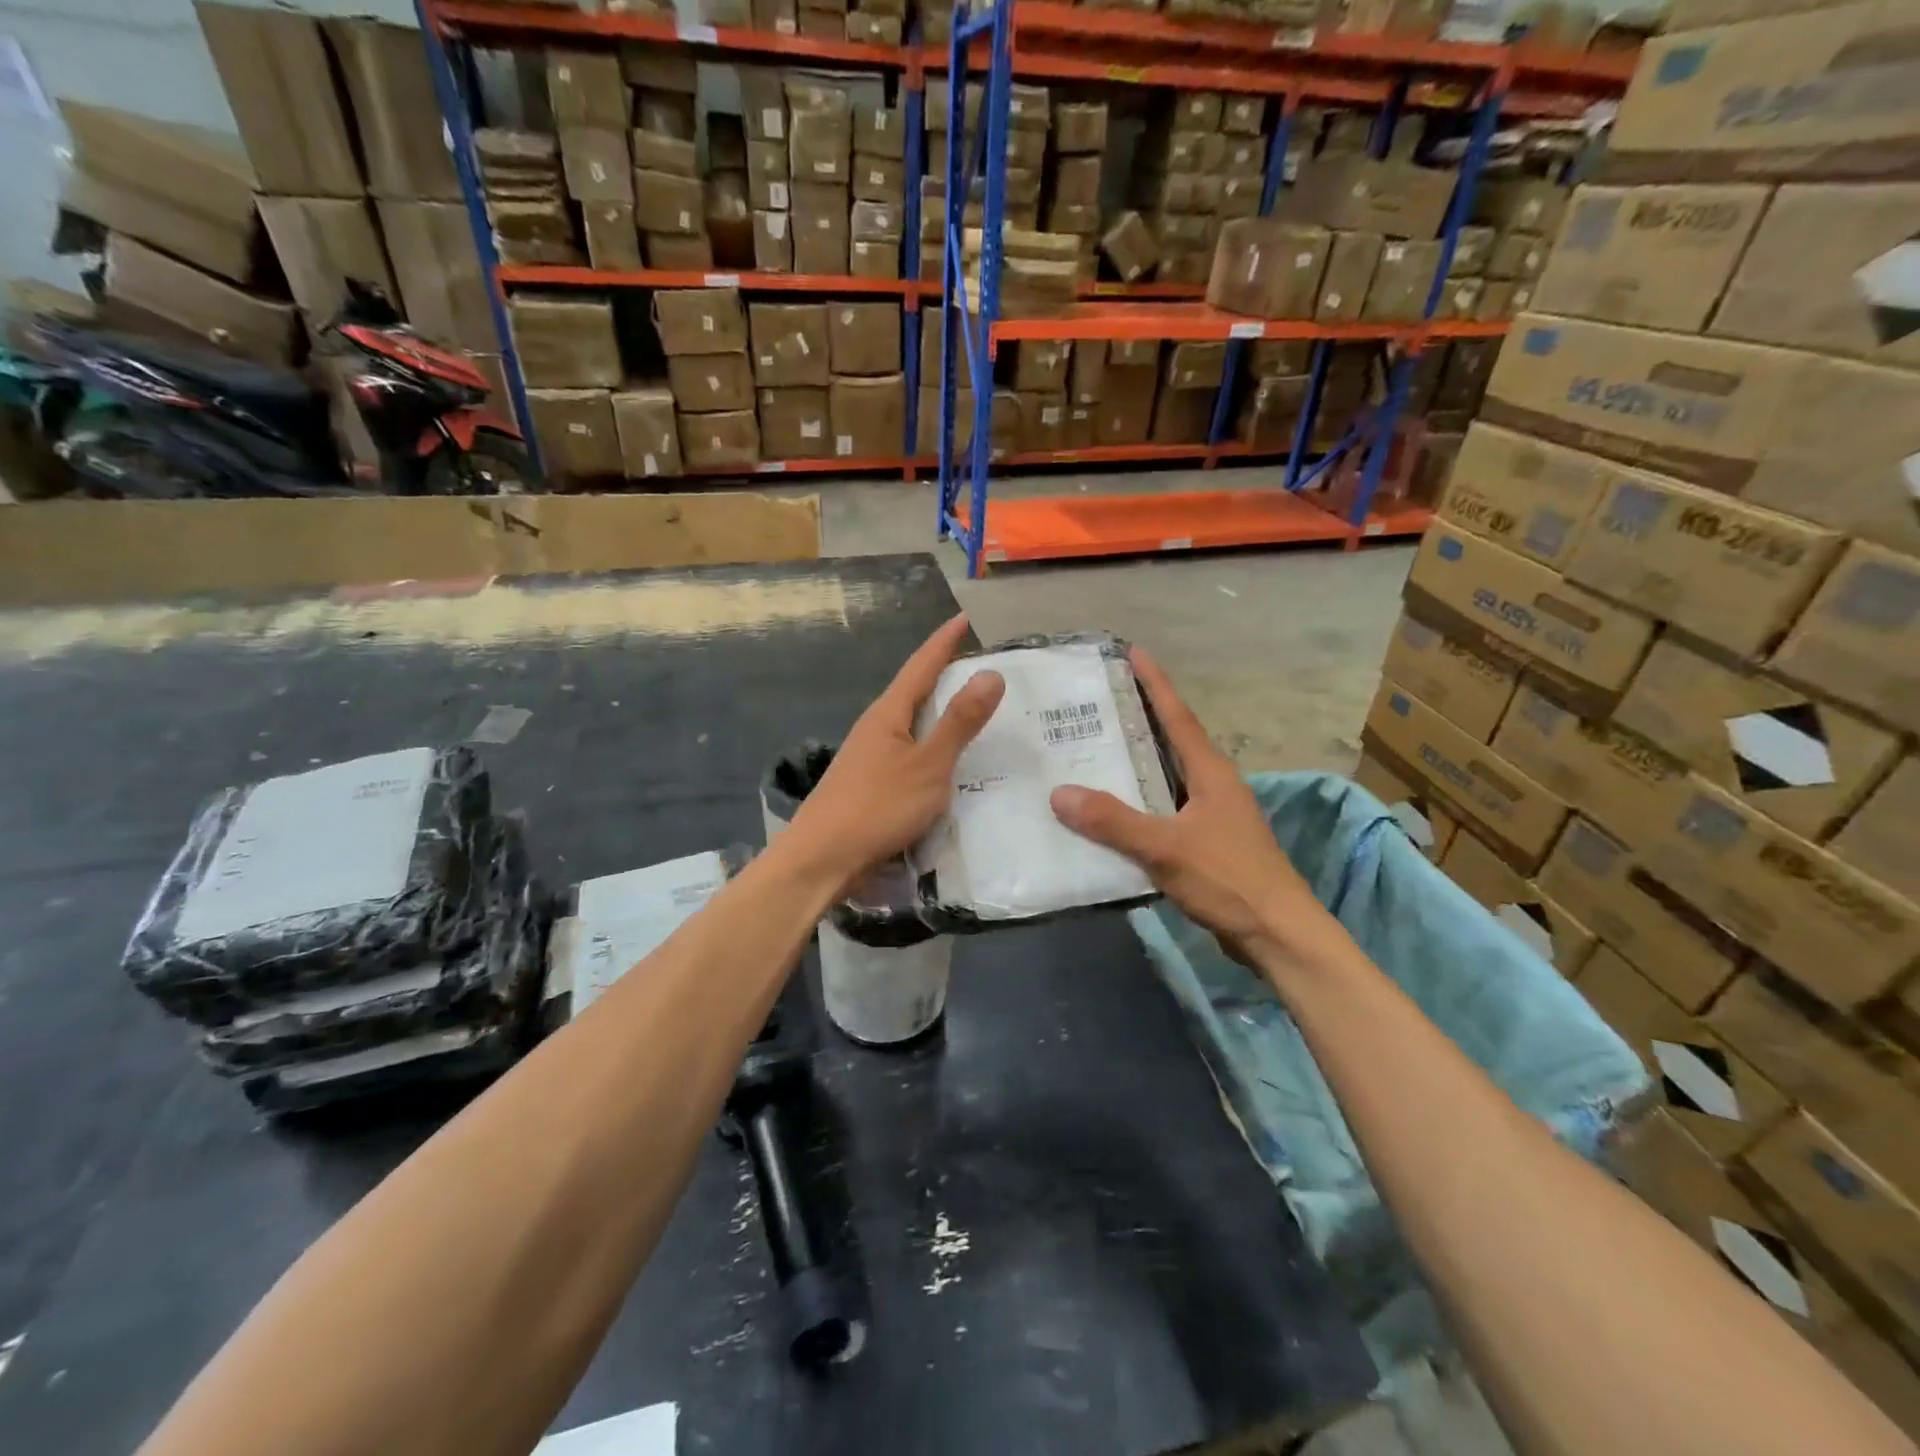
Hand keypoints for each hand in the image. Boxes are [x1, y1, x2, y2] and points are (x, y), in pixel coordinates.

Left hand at [786, 614, 1004, 893]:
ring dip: (938, 713)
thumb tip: (990, 673)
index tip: (964, 618)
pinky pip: (908, 753)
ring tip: (969, 710)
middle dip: (943, 675)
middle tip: (977, 665)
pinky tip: (944, 763)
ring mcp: (869, 757)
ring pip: (911, 724)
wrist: (822, 859)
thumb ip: (959, 722)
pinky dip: (931, 747)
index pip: (921, 665)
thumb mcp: (929, 765)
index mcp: (888, 714)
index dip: (944, 642)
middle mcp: (876, 728)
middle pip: (913, 691)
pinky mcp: (869, 785)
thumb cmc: (878, 807)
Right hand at [1049, 649, 1323, 967]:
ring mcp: (1212, 814)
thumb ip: (1114, 821)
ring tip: (1093, 752)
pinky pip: (1164, 809)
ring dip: (1135, 763)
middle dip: (1138, 719)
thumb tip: (1059, 793)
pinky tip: (1111, 813)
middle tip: (1096, 704)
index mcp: (1210, 772)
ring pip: (1166, 777)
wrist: (1276, 933)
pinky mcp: (1207, 842)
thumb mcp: (1166, 847)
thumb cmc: (1228, 878)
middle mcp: (1213, 784)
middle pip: (1171, 741)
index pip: (1177, 716)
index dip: (1155, 684)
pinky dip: (1138, 803)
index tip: (1133, 652)